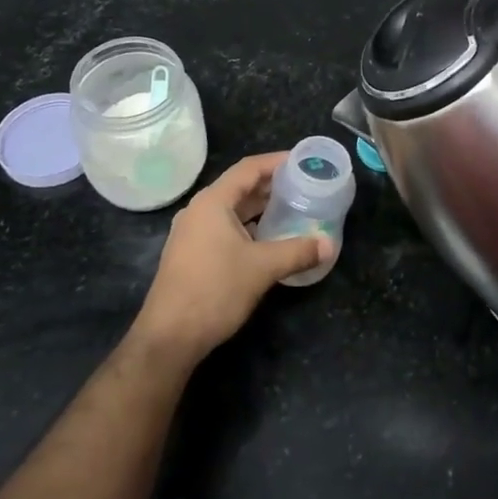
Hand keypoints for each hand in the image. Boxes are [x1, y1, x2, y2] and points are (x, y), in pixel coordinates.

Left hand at [131, 152, 329, 364]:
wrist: (169, 337)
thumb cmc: (215, 291)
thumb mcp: (262, 268)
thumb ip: (298, 251)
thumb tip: (329, 244)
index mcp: (212, 202)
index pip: (248, 168)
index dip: (276, 162)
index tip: (302, 161)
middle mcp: (199, 210)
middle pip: (239, 187)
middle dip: (271, 185)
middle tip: (303, 185)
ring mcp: (192, 233)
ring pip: (231, 209)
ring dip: (260, 207)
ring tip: (291, 208)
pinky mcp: (192, 254)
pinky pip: (224, 228)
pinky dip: (247, 226)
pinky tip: (268, 238)